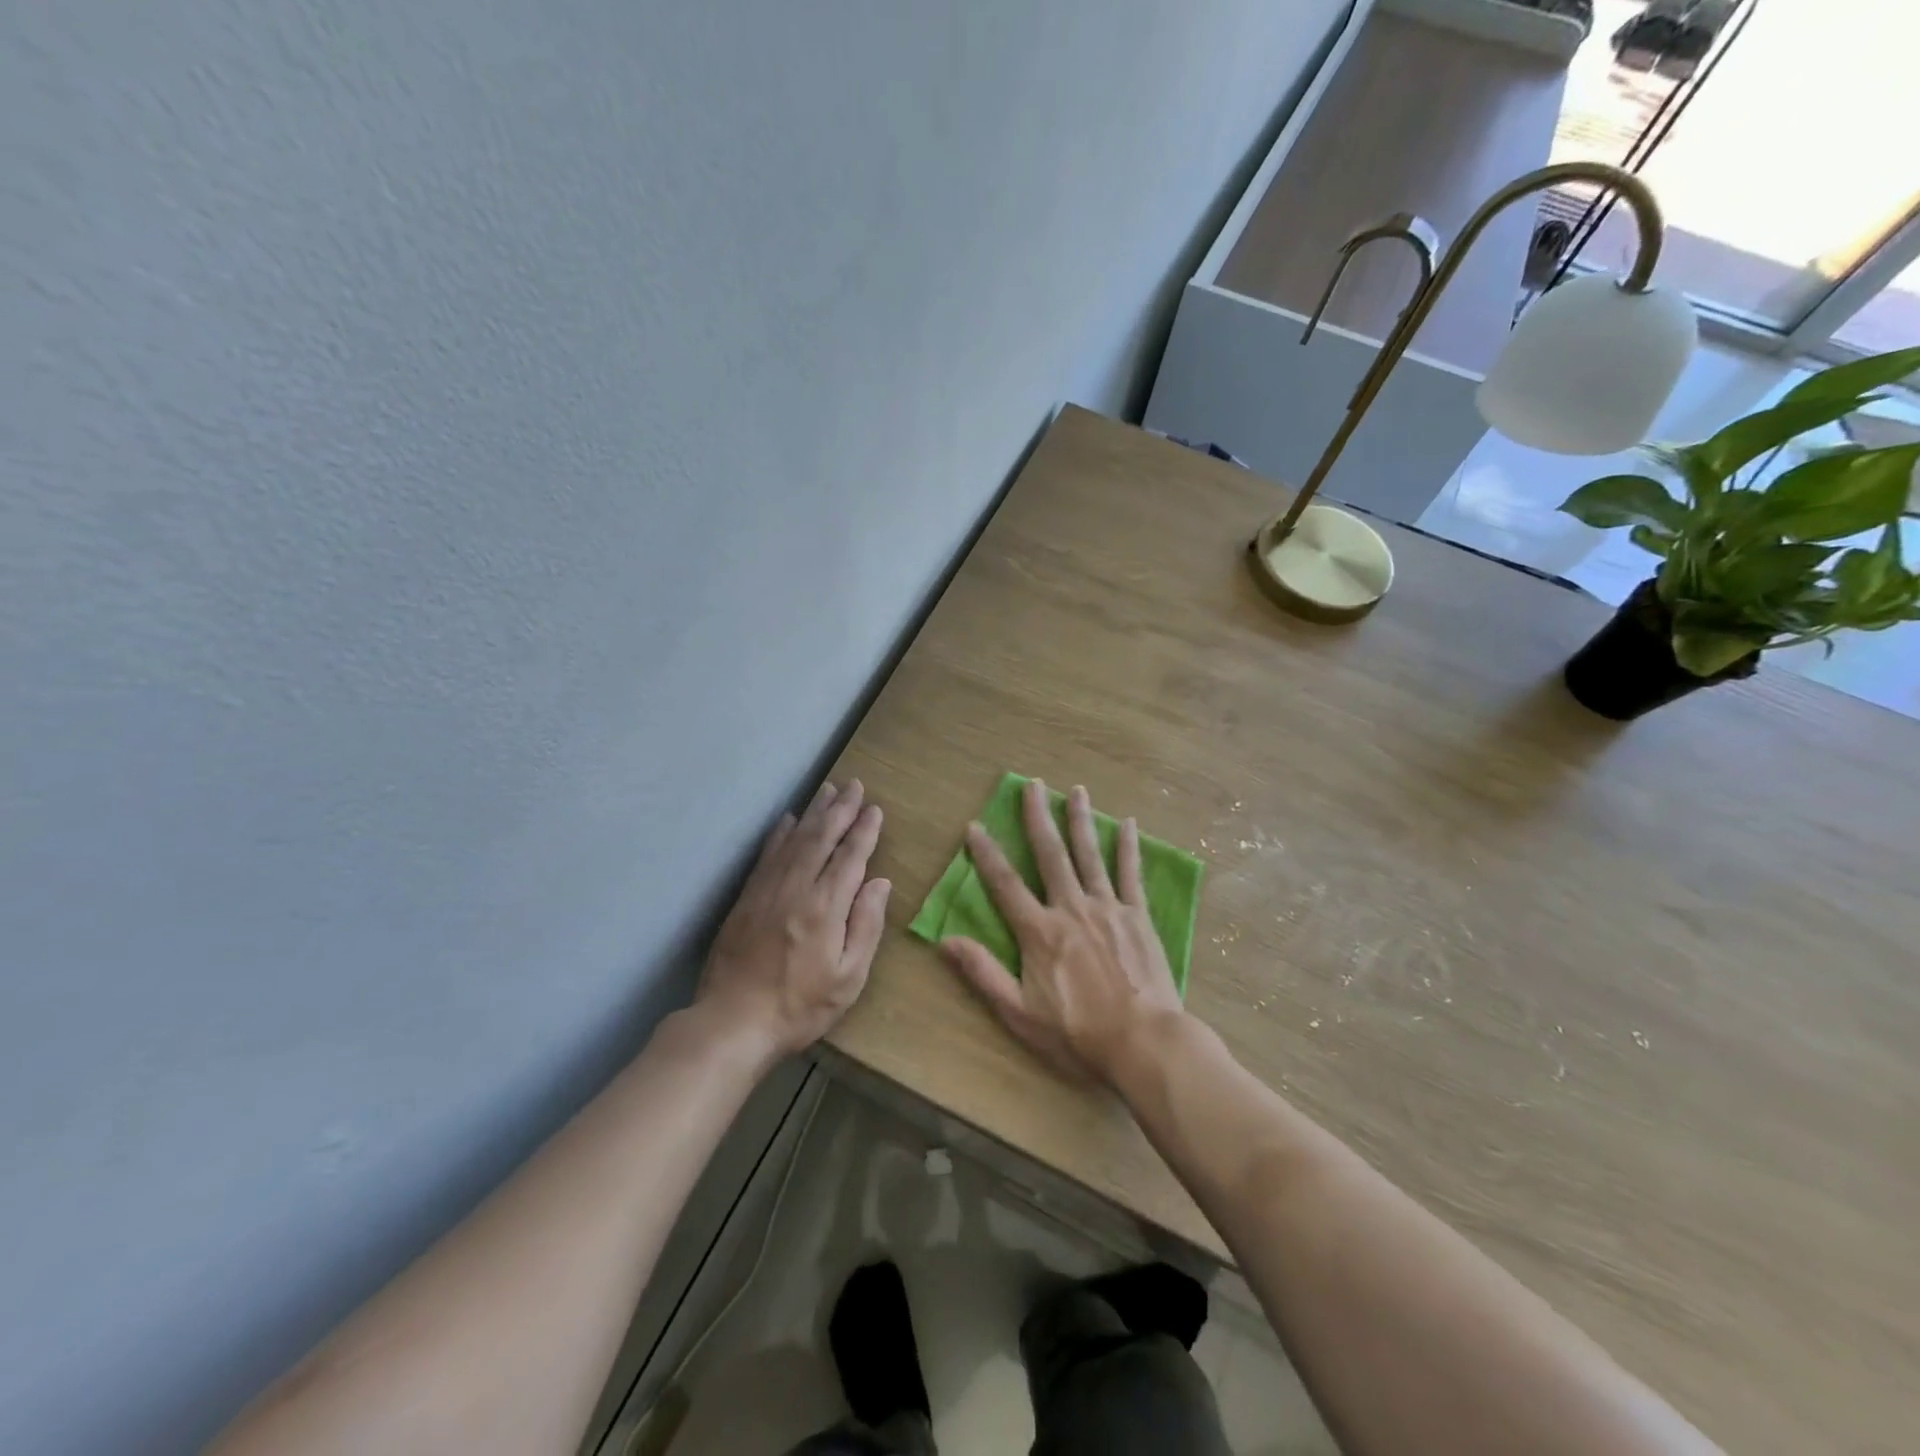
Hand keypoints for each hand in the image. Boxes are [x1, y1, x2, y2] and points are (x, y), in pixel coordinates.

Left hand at [697, 780, 889, 1059]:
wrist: (733, 1022)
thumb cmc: (800, 1006)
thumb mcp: (849, 978)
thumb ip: (866, 926)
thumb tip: (879, 883)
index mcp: (825, 907)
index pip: (850, 857)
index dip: (864, 831)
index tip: (875, 809)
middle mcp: (796, 888)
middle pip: (821, 838)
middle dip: (841, 809)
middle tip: (855, 786)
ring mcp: (767, 890)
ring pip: (794, 839)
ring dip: (814, 813)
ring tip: (829, 790)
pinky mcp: (746, 898)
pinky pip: (767, 855)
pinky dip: (780, 833)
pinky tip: (788, 820)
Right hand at [941, 780, 1183, 1084]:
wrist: (1143, 1042)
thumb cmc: (1077, 1033)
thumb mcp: (1019, 1012)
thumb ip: (983, 973)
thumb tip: (945, 941)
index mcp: (1040, 931)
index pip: (1005, 883)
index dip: (986, 853)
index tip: (975, 826)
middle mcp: (1071, 908)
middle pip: (1051, 854)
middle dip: (1038, 817)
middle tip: (1033, 784)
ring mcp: (1108, 908)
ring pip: (1090, 855)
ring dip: (1080, 820)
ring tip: (1075, 790)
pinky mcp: (1137, 916)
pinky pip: (1131, 874)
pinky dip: (1128, 847)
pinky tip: (1127, 823)